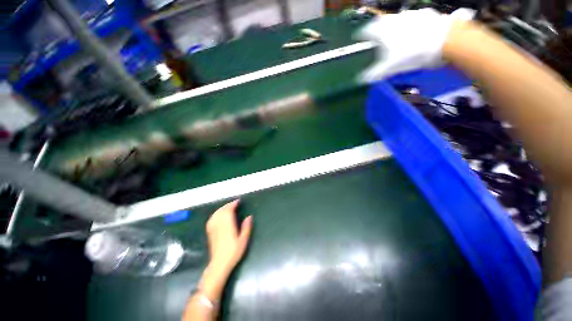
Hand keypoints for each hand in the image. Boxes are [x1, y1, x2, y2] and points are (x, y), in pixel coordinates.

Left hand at [205, 199, 252, 274]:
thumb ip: (246, 227)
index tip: (238, 201)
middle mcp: (219, 225)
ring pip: (216, 214)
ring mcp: (213, 229)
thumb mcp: (243, 240)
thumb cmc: (233, 252)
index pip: (229, 211)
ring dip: (222, 208)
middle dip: (228, 205)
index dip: (233, 204)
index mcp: (228, 226)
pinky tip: (218, 215)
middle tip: (235, 203)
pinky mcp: (210, 233)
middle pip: (222, 211)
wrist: (219, 264)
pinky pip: (211, 220)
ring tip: (228, 207)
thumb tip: (249, 216)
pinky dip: (215, 214)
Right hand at [356, 8, 474, 81]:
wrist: (445, 40)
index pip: (366, 30)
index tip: (359, 36)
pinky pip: (412, 18)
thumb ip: (374, 73)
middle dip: (377, 30)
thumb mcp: (390, 67)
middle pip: (381, 22)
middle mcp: (394, 19)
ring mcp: (410, 14)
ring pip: (396, 19)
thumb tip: (360, 80)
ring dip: (393, 26)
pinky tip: (414, 32)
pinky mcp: (424, 14)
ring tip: (397, 36)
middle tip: (378, 38)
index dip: (361, 34)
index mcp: (383, 31)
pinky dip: (409, 24)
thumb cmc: (412, 53)